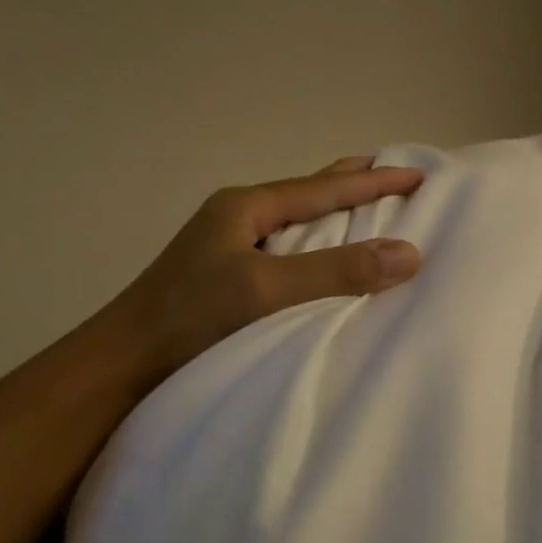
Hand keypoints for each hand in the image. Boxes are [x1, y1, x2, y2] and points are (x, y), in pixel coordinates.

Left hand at [111, 155, 423, 384]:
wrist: (121, 368)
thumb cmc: (190, 319)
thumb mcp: (266, 290)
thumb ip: (336, 272)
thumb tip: (410, 254)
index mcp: (247, 207)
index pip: (325, 187)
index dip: (375, 180)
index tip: (420, 174)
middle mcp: (240, 219)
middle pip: (311, 194)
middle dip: (356, 185)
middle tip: (399, 178)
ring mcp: (232, 248)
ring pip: (301, 223)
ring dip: (339, 217)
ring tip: (376, 214)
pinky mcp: (231, 279)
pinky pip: (292, 252)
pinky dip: (323, 248)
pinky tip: (333, 261)